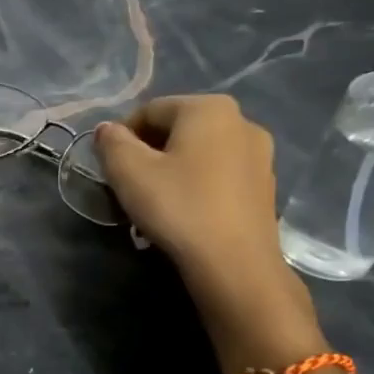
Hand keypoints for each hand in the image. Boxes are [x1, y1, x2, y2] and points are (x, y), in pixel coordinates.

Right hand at [94, 96, 320, 359]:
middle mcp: (241, 121)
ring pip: (199, 154)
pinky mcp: (265, 186)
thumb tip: (107, 129)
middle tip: (129, 187)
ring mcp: (260, 155)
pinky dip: (197, 186)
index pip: (149, 110)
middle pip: (177, 129)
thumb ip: (111, 142)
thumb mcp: (129, 172)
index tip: (110, 168)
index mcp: (208, 108)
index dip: (121, 137)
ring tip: (155, 204)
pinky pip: (219, 175)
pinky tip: (184, 213)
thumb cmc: (178, 208)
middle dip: (148, 153)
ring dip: (172, 171)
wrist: (235, 265)